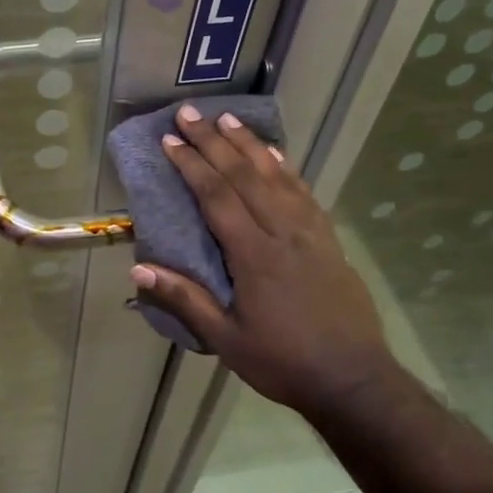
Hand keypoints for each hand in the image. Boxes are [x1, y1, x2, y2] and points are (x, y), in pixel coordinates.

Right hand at [132, 106, 386, 419]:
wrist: (354, 379)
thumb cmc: (283, 362)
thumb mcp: (227, 340)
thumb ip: (185, 300)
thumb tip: (139, 270)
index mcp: (254, 256)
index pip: (217, 197)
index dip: (192, 165)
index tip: (171, 140)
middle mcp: (283, 232)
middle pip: (245, 176)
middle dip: (214, 142)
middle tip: (190, 114)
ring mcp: (311, 233)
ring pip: (276, 176)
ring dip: (249, 145)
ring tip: (228, 119)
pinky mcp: (329, 240)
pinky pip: (304, 192)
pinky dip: (285, 168)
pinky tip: (275, 155)